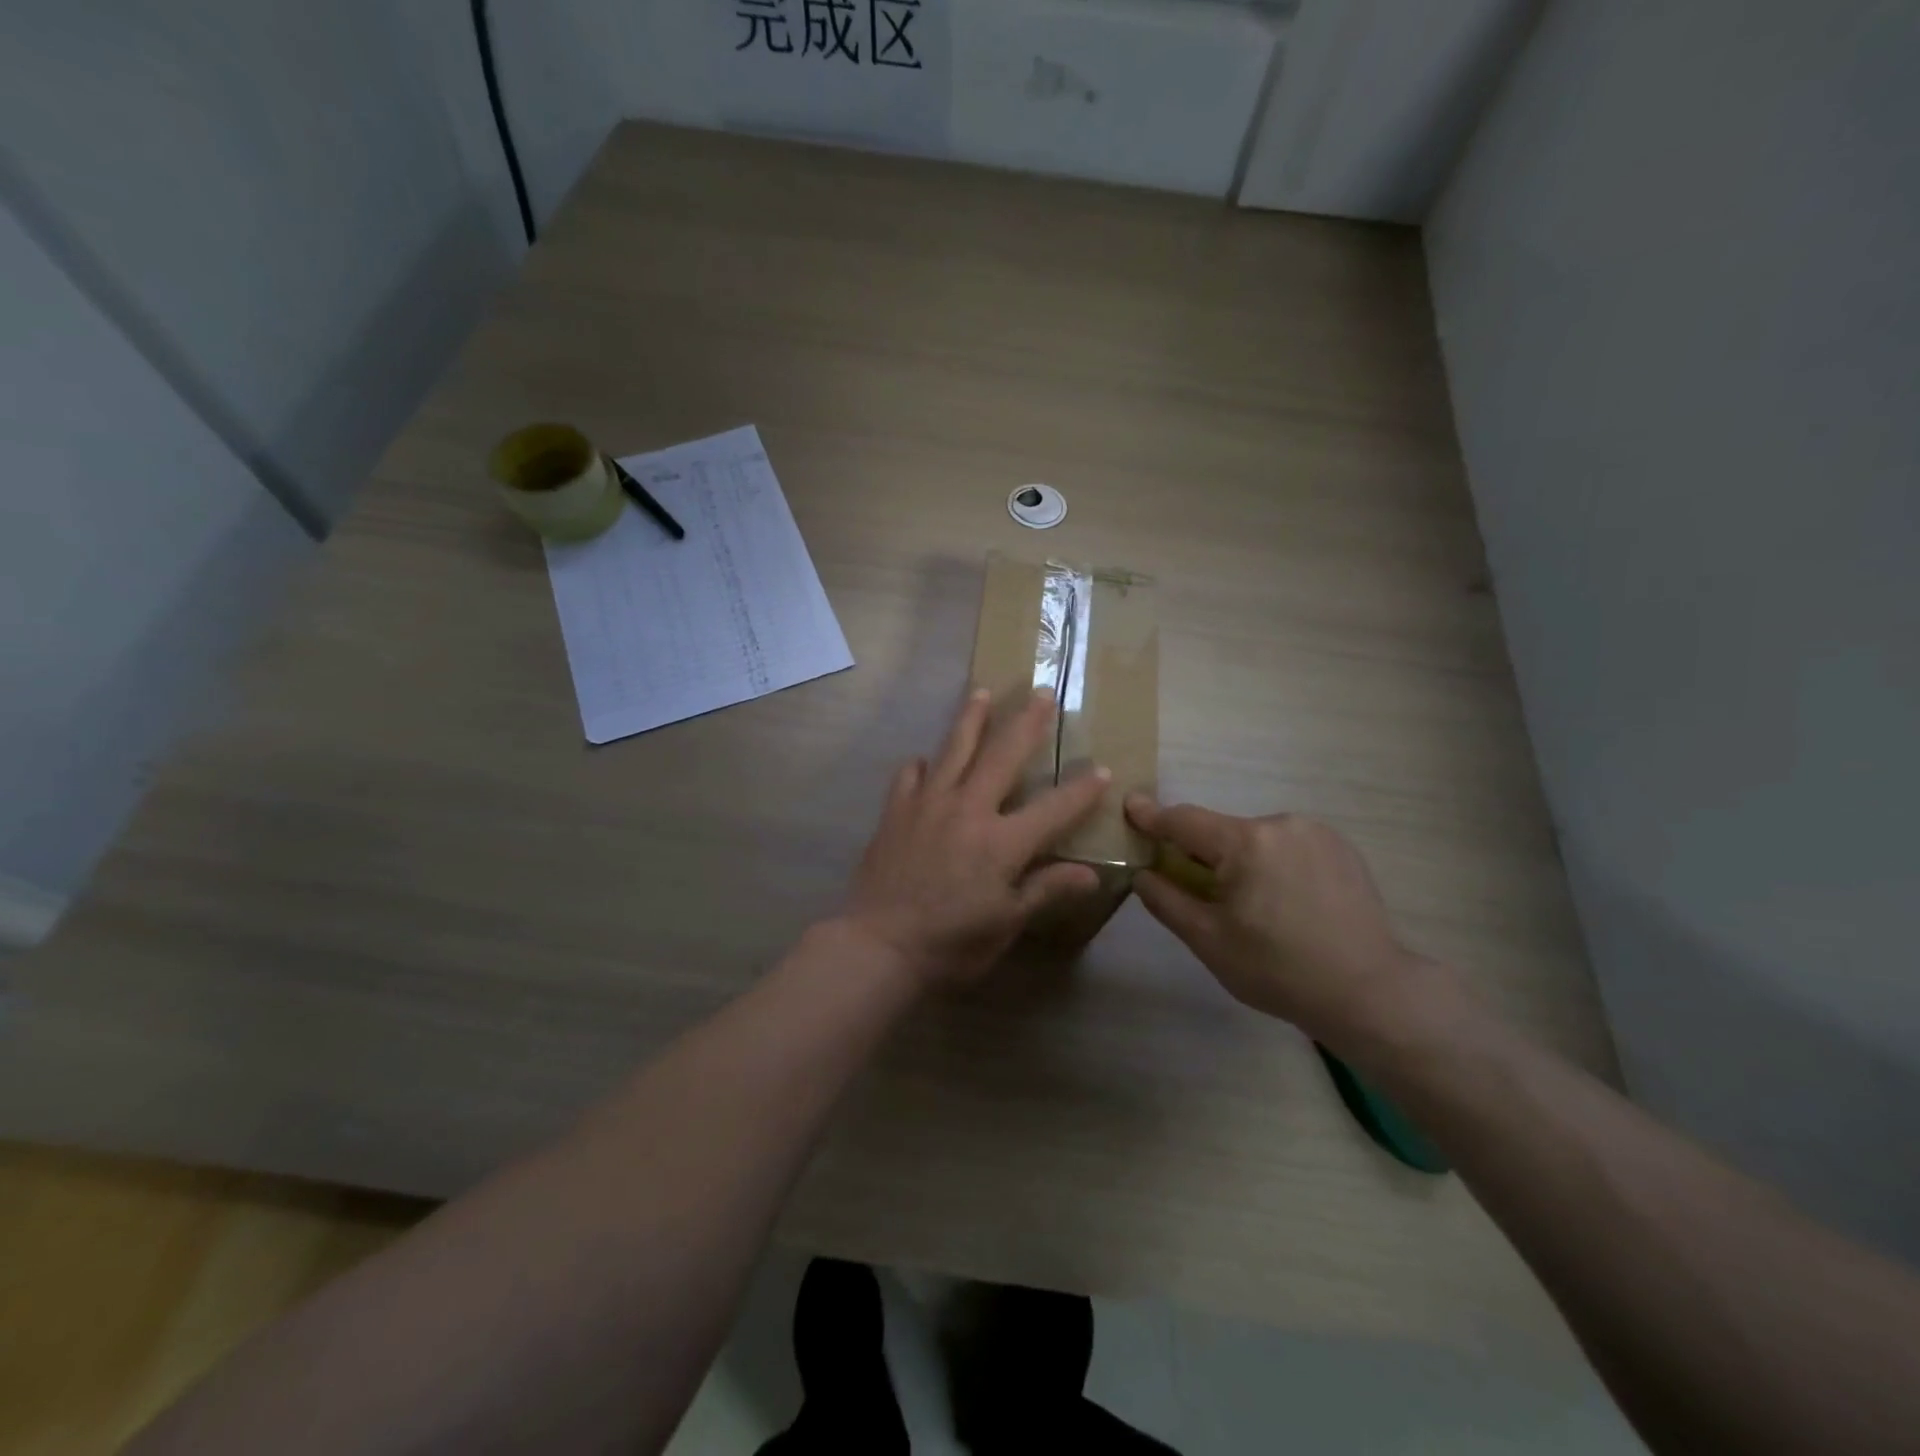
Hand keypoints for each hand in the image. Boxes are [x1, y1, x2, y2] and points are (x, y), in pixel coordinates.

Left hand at [840, 689, 1109, 987]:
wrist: (878, 944)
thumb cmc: (950, 942)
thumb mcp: (1006, 922)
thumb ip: (1045, 889)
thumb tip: (1091, 874)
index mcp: (1002, 841)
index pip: (1054, 808)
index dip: (1082, 790)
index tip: (1103, 769)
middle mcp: (968, 809)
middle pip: (1003, 755)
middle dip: (1026, 723)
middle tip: (1041, 692)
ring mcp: (928, 804)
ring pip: (954, 749)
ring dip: (971, 719)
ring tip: (981, 693)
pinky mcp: (896, 811)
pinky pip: (910, 774)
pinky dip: (922, 764)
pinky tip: (925, 760)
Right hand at [1125, 795, 1457, 1051]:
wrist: (1368, 992)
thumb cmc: (1278, 970)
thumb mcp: (1208, 941)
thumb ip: (1166, 900)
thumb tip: (1143, 872)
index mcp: (1246, 843)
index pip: (1184, 820)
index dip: (1152, 815)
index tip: (1130, 805)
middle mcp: (1280, 823)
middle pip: (1221, 832)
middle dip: (1203, 854)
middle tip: (1202, 894)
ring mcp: (1315, 832)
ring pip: (1255, 839)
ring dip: (1241, 860)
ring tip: (1254, 906)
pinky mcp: (1340, 846)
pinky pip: (1287, 845)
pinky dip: (1273, 862)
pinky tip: (1287, 901)